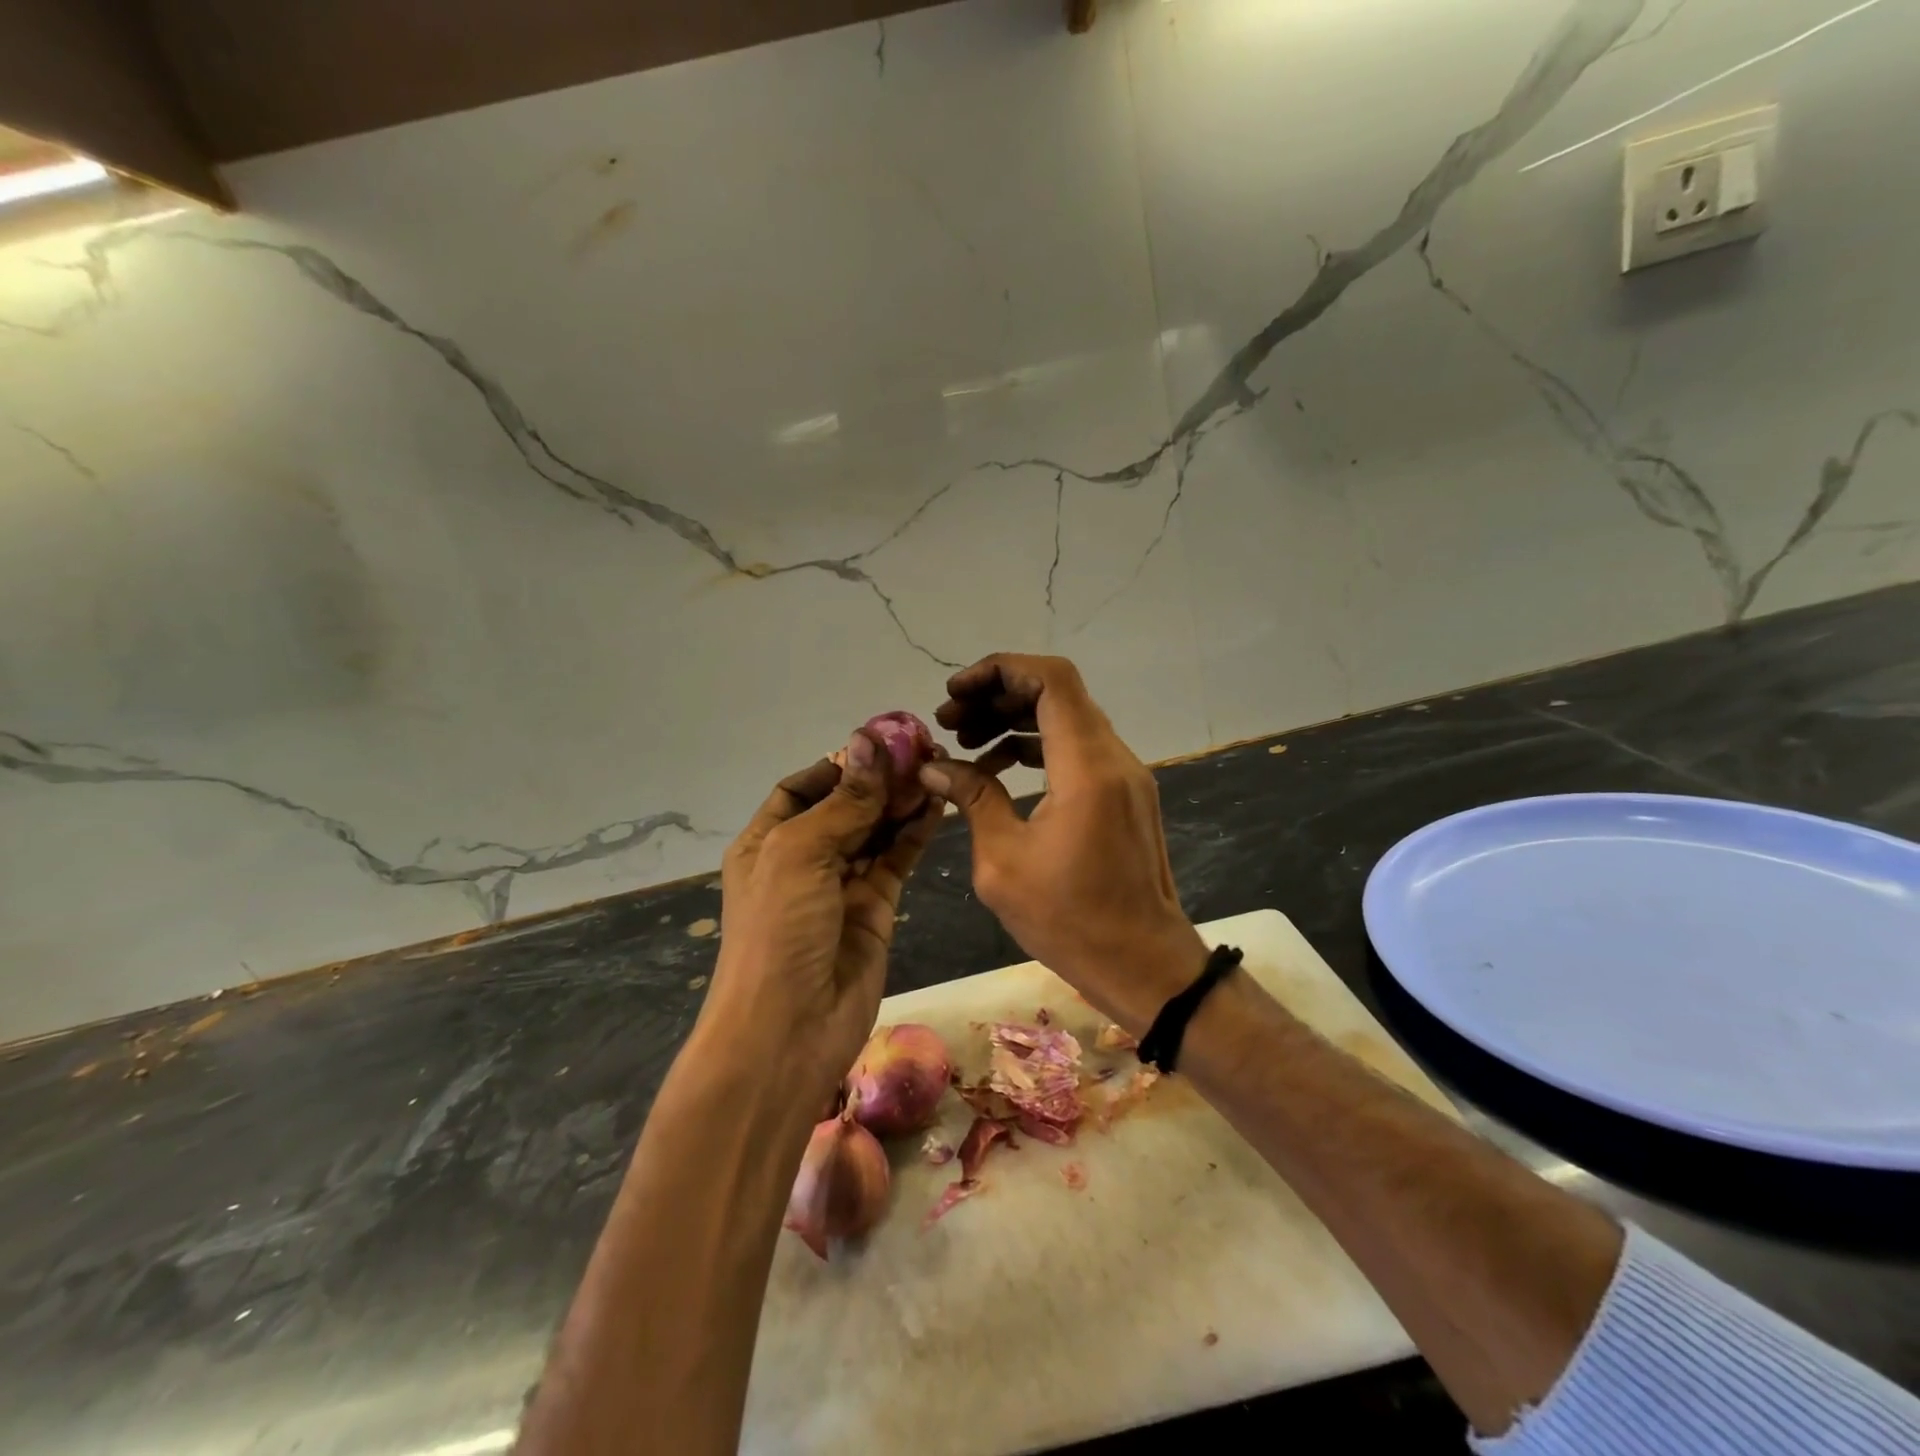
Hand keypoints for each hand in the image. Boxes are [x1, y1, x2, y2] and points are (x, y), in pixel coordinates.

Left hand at [704, 729, 940, 1104]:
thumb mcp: (801, 854)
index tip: (881, 742)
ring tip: (936, 767)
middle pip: (845, 805)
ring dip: (902, 800)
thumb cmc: (778, 931)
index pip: (802, 788)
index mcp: (767, 841)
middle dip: (879, 779)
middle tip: (921, 748)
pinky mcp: (877, 906)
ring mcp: (842, 883)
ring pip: (877, 829)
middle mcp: (804, 858)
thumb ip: (845, 801)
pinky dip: (916, 831)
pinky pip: (898, 858)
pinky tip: (937, 803)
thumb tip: (871, 739)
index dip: (839, 765)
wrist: (790, 1030)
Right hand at [920, 654, 1206, 1034]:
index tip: (955, 694)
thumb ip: (972, 799)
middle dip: (998, 695)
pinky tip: (999, 770)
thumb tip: (935, 767)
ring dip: (1015, 720)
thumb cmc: (1070, 921)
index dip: (999, 671)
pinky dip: (1037, 746)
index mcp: (1086, 768)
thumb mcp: (1003, 862)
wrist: (1144, 965)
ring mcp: (1126, 775)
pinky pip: (1078, 749)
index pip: (1050, 680)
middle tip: (951, 722)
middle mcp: (1114, 758)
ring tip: (966, 744)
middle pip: (1058, 692)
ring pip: (1068, 718)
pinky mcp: (1125, 794)